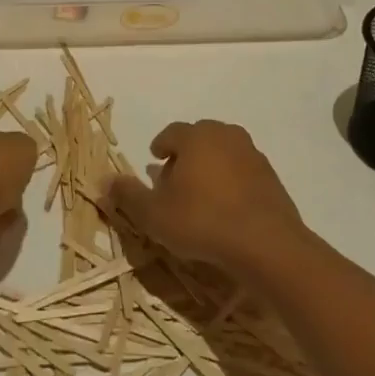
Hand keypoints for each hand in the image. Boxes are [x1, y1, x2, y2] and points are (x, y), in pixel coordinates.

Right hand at [107, 120, 308, 276]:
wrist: (266, 243)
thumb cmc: (202, 221)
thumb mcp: (154, 214)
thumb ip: (128, 195)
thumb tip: (103, 179)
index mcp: (196, 137)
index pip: (171, 133)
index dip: (160, 146)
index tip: (155, 160)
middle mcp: (225, 135)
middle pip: (199, 138)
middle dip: (185, 154)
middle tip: (175, 178)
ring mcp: (252, 154)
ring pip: (223, 152)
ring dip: (210, 166)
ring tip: (200, 194)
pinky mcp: (271, 176)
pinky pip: (243, 171)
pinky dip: (232, 181)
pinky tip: (226, 207)